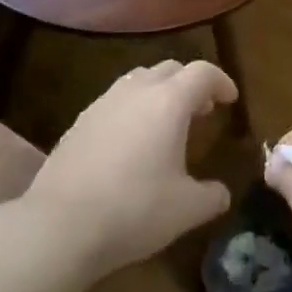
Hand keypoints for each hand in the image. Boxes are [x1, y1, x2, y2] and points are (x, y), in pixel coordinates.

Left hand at [23, 59, 235, 286]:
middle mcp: (137, 90)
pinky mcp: (80, 120)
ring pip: (140, 80)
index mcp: (169, 101)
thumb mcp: (185, 210)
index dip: (220, 81)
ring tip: (166, 124)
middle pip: (170, 68)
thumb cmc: (134, 209)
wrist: (60, 223)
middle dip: (190, 84)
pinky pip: (116, 101)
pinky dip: (133, 109)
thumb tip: (221, 192)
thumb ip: (211, 196)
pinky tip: (131, 142)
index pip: (202, 73)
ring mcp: (104, 102)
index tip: (230, 99)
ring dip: (160, 93)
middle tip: (202, 111)